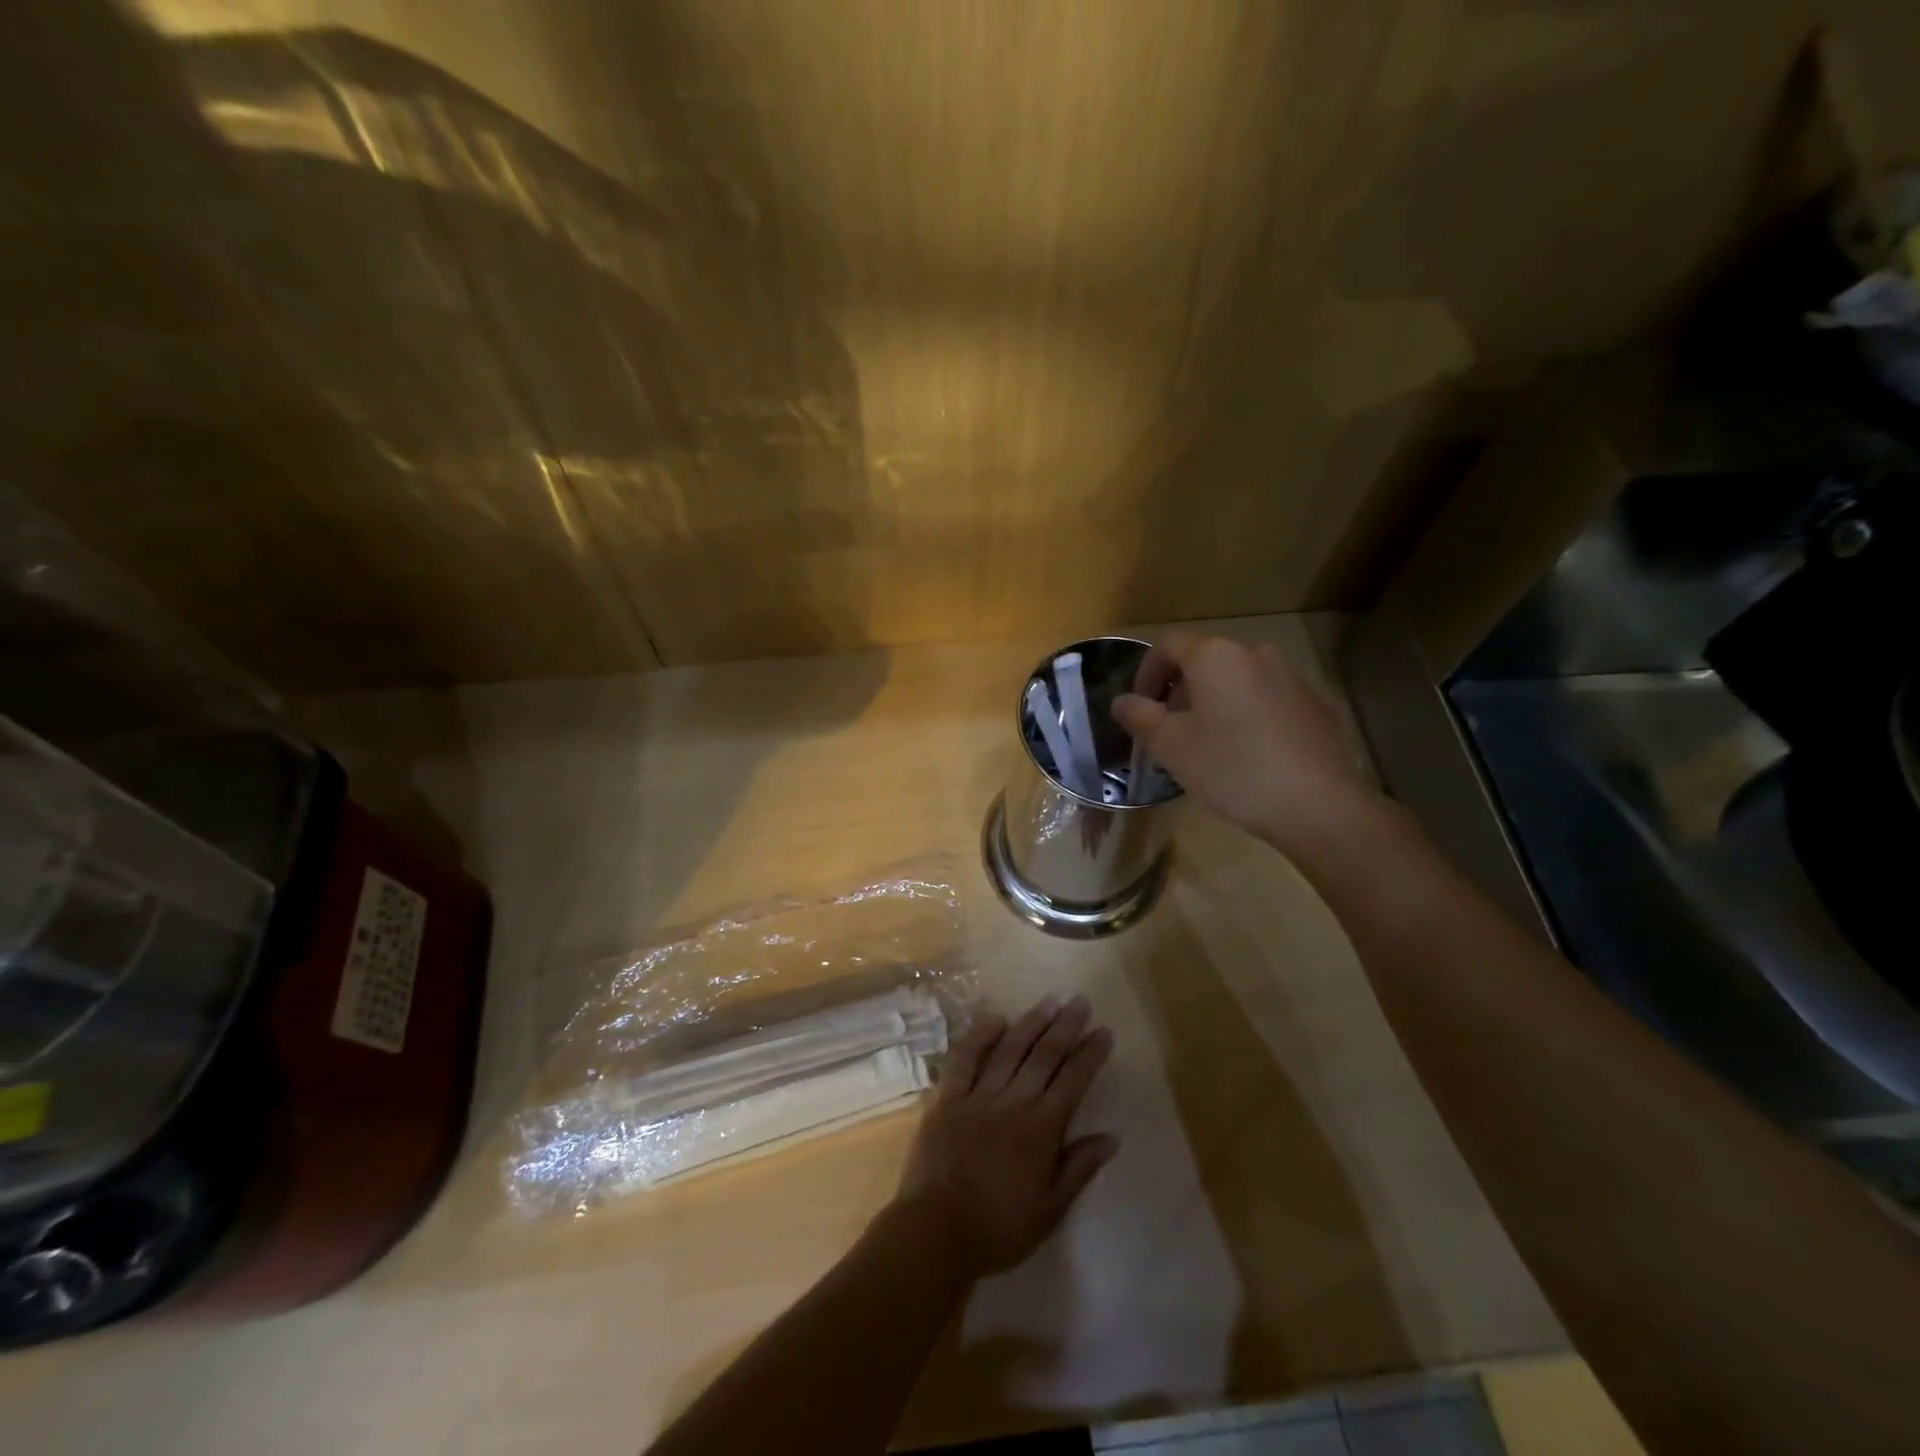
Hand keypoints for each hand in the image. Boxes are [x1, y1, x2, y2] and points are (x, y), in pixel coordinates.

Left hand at [895, 995, 1116, 1281]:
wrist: (936, 1232)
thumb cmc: (998, 1228)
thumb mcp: (1050, 1210)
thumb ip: (1079, 1169)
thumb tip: (1111, 1138)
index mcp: (1041, 1130)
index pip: (1072, 1082)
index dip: (1090, 1054)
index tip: (1103, 1031)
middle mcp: (1013, 1103)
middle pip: (1044, 1056)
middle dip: (1065, 1027)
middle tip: (1080, 1001)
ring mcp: (977, 1096)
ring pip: (1009, 1050)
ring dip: (1031, 1023)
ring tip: (1049, 1001)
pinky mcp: (947, 1098)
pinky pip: (964, 1059)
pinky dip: (979, 1036)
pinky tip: (995, 1018)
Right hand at [1112, 630, 1378, 852]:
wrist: (1317, 803)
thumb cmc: (1231, 767)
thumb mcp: (1170, 745)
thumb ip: (1139, 716)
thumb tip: (1121, 702)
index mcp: (1216, 656)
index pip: (1168, 645)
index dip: (1146, 673)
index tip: (1139, 708)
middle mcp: (1255, 653)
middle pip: (1204, 661)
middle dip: (1179, 691)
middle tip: (1168, 731)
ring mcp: (1291, 677)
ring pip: (1236, 681)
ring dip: (1213, 703)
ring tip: (1206, 745)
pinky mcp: (1315, 704)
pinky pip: (1265, 699)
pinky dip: (1245, 715)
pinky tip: (1246, 754)